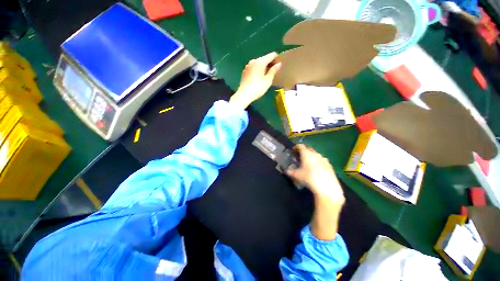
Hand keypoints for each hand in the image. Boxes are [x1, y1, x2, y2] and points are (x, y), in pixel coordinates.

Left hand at [229, 52, 281, 109]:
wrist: (244, 95)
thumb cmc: (257, 88)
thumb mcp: (268, 80)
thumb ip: (273, 71)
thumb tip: (279, 64)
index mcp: (260, 61)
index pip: (271, 55)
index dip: (277, 59)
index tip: (279, 66)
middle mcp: (253, 61)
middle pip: (264, 59)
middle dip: (270, 64)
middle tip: (274, 73)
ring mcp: (247, 66)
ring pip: (258, 64)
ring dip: (263, 68)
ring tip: (266, 76)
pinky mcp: (244, 72)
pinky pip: (253, 68)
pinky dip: (257, 71)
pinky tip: (258, 79)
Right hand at [286, 144, 344, 203]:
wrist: (327, 187)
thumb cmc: (309, 178)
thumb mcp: (296, 175)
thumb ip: (290, 171)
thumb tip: (286, 170)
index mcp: (306, 153)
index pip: (300, 146)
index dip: (296, 147)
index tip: (293, 150)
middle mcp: (315, 153)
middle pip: (309, 149)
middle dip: (304, 151)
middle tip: (299, 156)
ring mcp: (324, 159)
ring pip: (316, 155)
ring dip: (311, 157)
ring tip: (308, 163)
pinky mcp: (330, 165)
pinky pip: (322, 161)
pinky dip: (318, 163)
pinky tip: (317, 170)